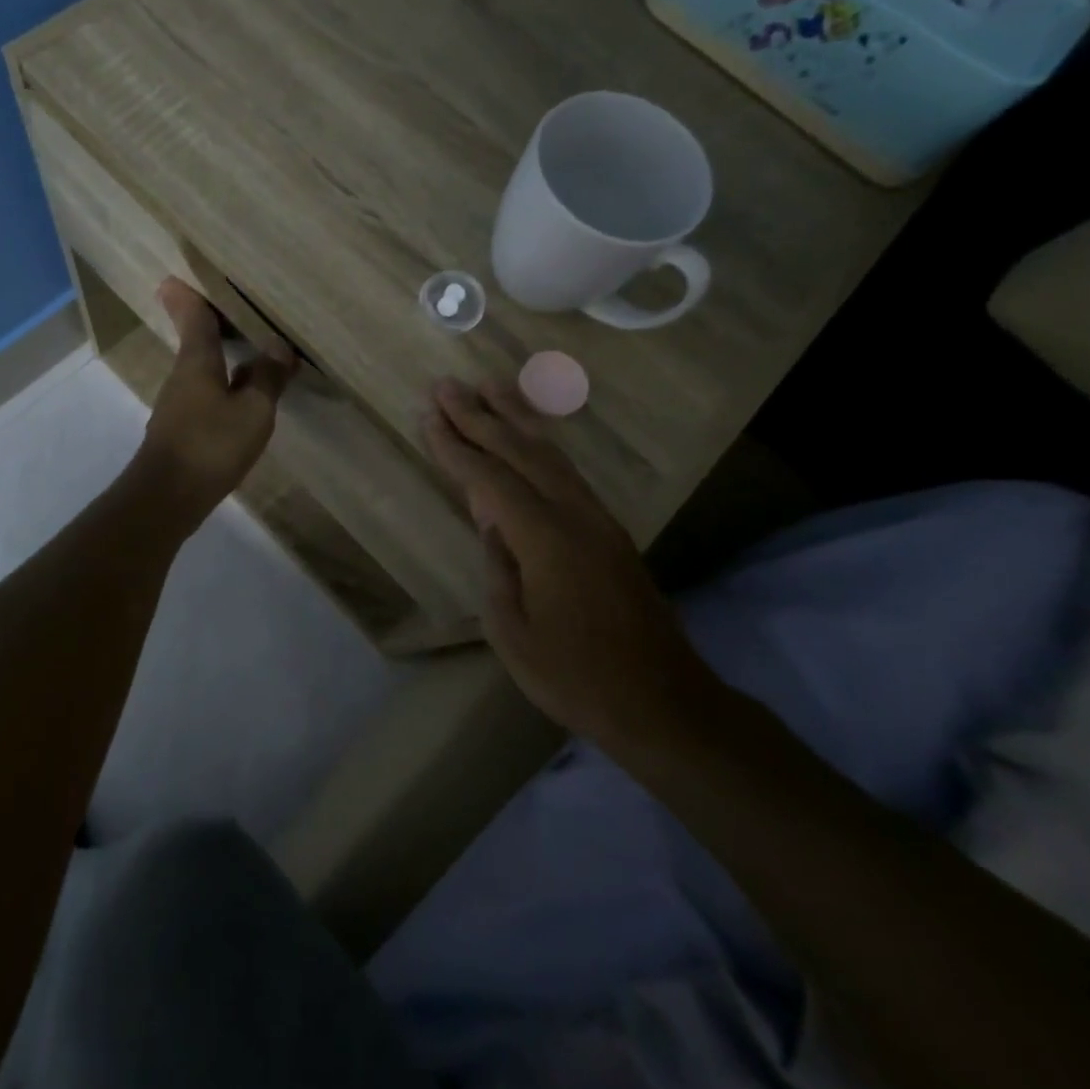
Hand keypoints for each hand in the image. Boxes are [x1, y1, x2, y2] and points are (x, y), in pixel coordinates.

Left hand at [137, 279, 295, 519]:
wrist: (167, 498)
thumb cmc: (211, 445)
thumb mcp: (253, 411)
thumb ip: (267, 378)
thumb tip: (278, 347)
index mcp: (197, 361)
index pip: (193, 317)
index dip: (188, 296)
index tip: (176, 276)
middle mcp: (182, 376)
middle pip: (195, 341)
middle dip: (209, 323)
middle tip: (230, 307)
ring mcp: (178, 404)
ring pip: (201, 369)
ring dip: (220, 356)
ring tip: (248, 350)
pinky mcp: (180, 429)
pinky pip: (205, 393)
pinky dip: (222, 384)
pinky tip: (241, 396)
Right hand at [423, 378, 722, 756]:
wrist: (662, 703)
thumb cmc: (576, 677)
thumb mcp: (512, 633)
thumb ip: (497, 568)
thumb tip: (492, 523)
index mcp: (545, 539)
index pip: (489, 478)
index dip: (454, 446)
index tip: (427, 415)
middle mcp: (574, 514)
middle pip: (519, 451)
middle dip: (479, 416)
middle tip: (446, 385)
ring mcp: (597, 519)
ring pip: (550, 453)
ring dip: (515, 417)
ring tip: (487, 386)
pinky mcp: (609, 530)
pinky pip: (567, 471)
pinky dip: (540, 444)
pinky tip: (528, 436)